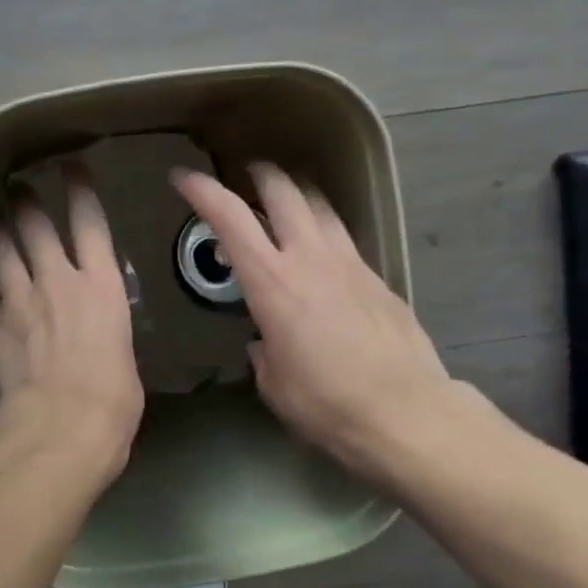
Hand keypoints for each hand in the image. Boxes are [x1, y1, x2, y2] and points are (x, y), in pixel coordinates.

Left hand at [0, 172, 143, 481]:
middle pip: (35, 225)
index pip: (90, 223)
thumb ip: (107, 331)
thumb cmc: (112, 402)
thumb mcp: (124, 357)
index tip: (71, 168)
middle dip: (25, 201)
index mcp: (102, 287)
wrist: (59, 430)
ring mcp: (17, 301)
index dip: (80, 189)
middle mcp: (56, 281)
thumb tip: (99, 333)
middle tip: (17, 188)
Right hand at [171, 162, 459, 482]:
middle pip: (283, 191)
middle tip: (246, 176)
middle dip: (259, 175)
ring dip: (297, 193)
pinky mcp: (377, 277)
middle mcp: (309, 258)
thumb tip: (265, 342)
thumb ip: (263, 353)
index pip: (230, 219)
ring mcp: (349, 263)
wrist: (405, 412)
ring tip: (286, 200)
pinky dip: (324, 230)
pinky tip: (321, 254)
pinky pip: (343, 237)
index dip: (202, 191)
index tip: (182, 177)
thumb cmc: (325, 403)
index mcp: (271, 283)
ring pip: (320, 205)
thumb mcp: (274, 384)